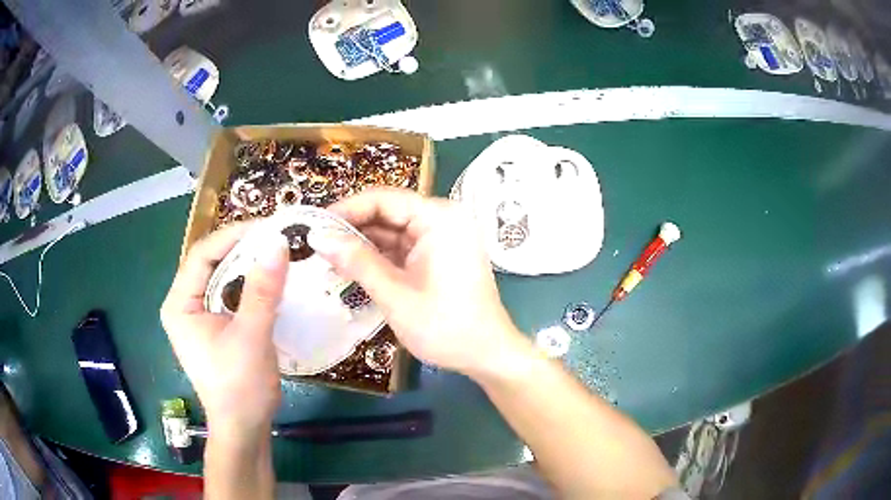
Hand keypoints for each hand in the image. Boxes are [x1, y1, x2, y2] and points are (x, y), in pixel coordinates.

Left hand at [160, 224, 288, 433]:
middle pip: (212, 263)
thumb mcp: (250, 337)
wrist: (245, 428)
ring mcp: (201, 315)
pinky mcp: (217, 325)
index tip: (268, 228)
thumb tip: (278, 243)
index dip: (232, 236)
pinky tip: (273, 281)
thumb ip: (262, 290)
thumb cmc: (239, 387)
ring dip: (250, 265)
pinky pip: (233, 294)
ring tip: (278, 253)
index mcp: (180, 304)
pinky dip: (252, 284)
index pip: (202, 255)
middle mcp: (185, 304)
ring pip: (224, 277)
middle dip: (243, 248)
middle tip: (277, 238)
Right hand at [309, 188, 528, 375]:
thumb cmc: (445, 327)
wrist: (486, 354)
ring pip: (393, 231)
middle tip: (317, 245)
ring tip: (327, 258)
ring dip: (363, 244)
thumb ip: (356, 261)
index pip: (383, 199)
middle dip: (352, 228)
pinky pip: (403, 247)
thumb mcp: (395, 294)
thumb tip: (317, 237)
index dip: (346, 210)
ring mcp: (443, 237)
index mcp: (439, 218)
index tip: (315, 225)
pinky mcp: (439, 255)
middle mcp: (443, 219)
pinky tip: (353, 267)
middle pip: (388, 212)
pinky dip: (379, 257)